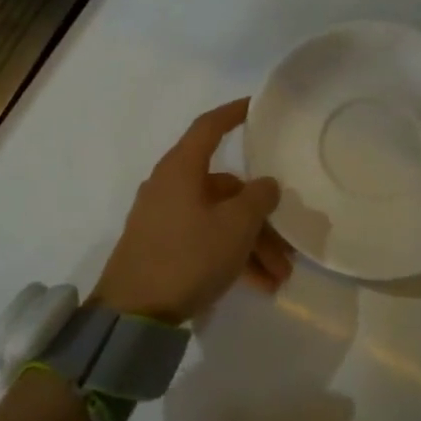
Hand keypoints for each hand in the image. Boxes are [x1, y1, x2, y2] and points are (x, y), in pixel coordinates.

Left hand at [92, 99, 293, 324]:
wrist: (132, 313)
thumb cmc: (187, 256)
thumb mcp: (235, 226)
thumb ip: (258, 198)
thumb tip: (266, 184)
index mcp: (182, 169)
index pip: (209, 126)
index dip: (233, 113)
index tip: (256, 107)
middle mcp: (171, 186)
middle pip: (225, 188)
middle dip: (261, 217)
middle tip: (288, 245)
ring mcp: (164, 218)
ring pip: (219, 219)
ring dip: (251, 244)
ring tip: (279, 277)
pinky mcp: (162, 246)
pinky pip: (205, 240)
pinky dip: (231, 256)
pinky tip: (258, 285)